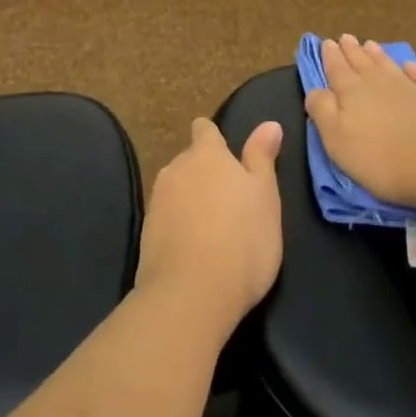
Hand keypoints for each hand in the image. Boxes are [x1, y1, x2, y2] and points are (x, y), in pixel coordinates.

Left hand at [135, 118, 283, 340]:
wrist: (191, 293)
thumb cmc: (242, 240)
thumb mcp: (266, 197)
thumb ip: (262, 158)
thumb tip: (269, 123)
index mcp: (206, 155)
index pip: (204, 129)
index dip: (214, 138)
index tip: (228, 156)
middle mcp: (176, 168)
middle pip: (190, 160)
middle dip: (205, 172)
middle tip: (230, 200)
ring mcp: (156, 199)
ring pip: (177, 188)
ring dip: (191, 198)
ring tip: (213, 226)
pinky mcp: (146, 230)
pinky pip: (166, 216)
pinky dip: (179, 223)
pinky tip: (194, 246)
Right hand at [304, 35, 415, 210]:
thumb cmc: (383, 158)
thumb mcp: (338, 140)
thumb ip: (322, 111)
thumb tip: (315, 90)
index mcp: (352, 92)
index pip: (336, 69)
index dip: (330, 56)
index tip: (326, 42)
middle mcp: (379, 84)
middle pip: (362, 63)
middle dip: (351, 51)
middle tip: (346, 37)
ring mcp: (410, 90)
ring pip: (388, 66)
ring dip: (377, 55)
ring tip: (370, 44)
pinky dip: (412, 70)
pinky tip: (409, 66)